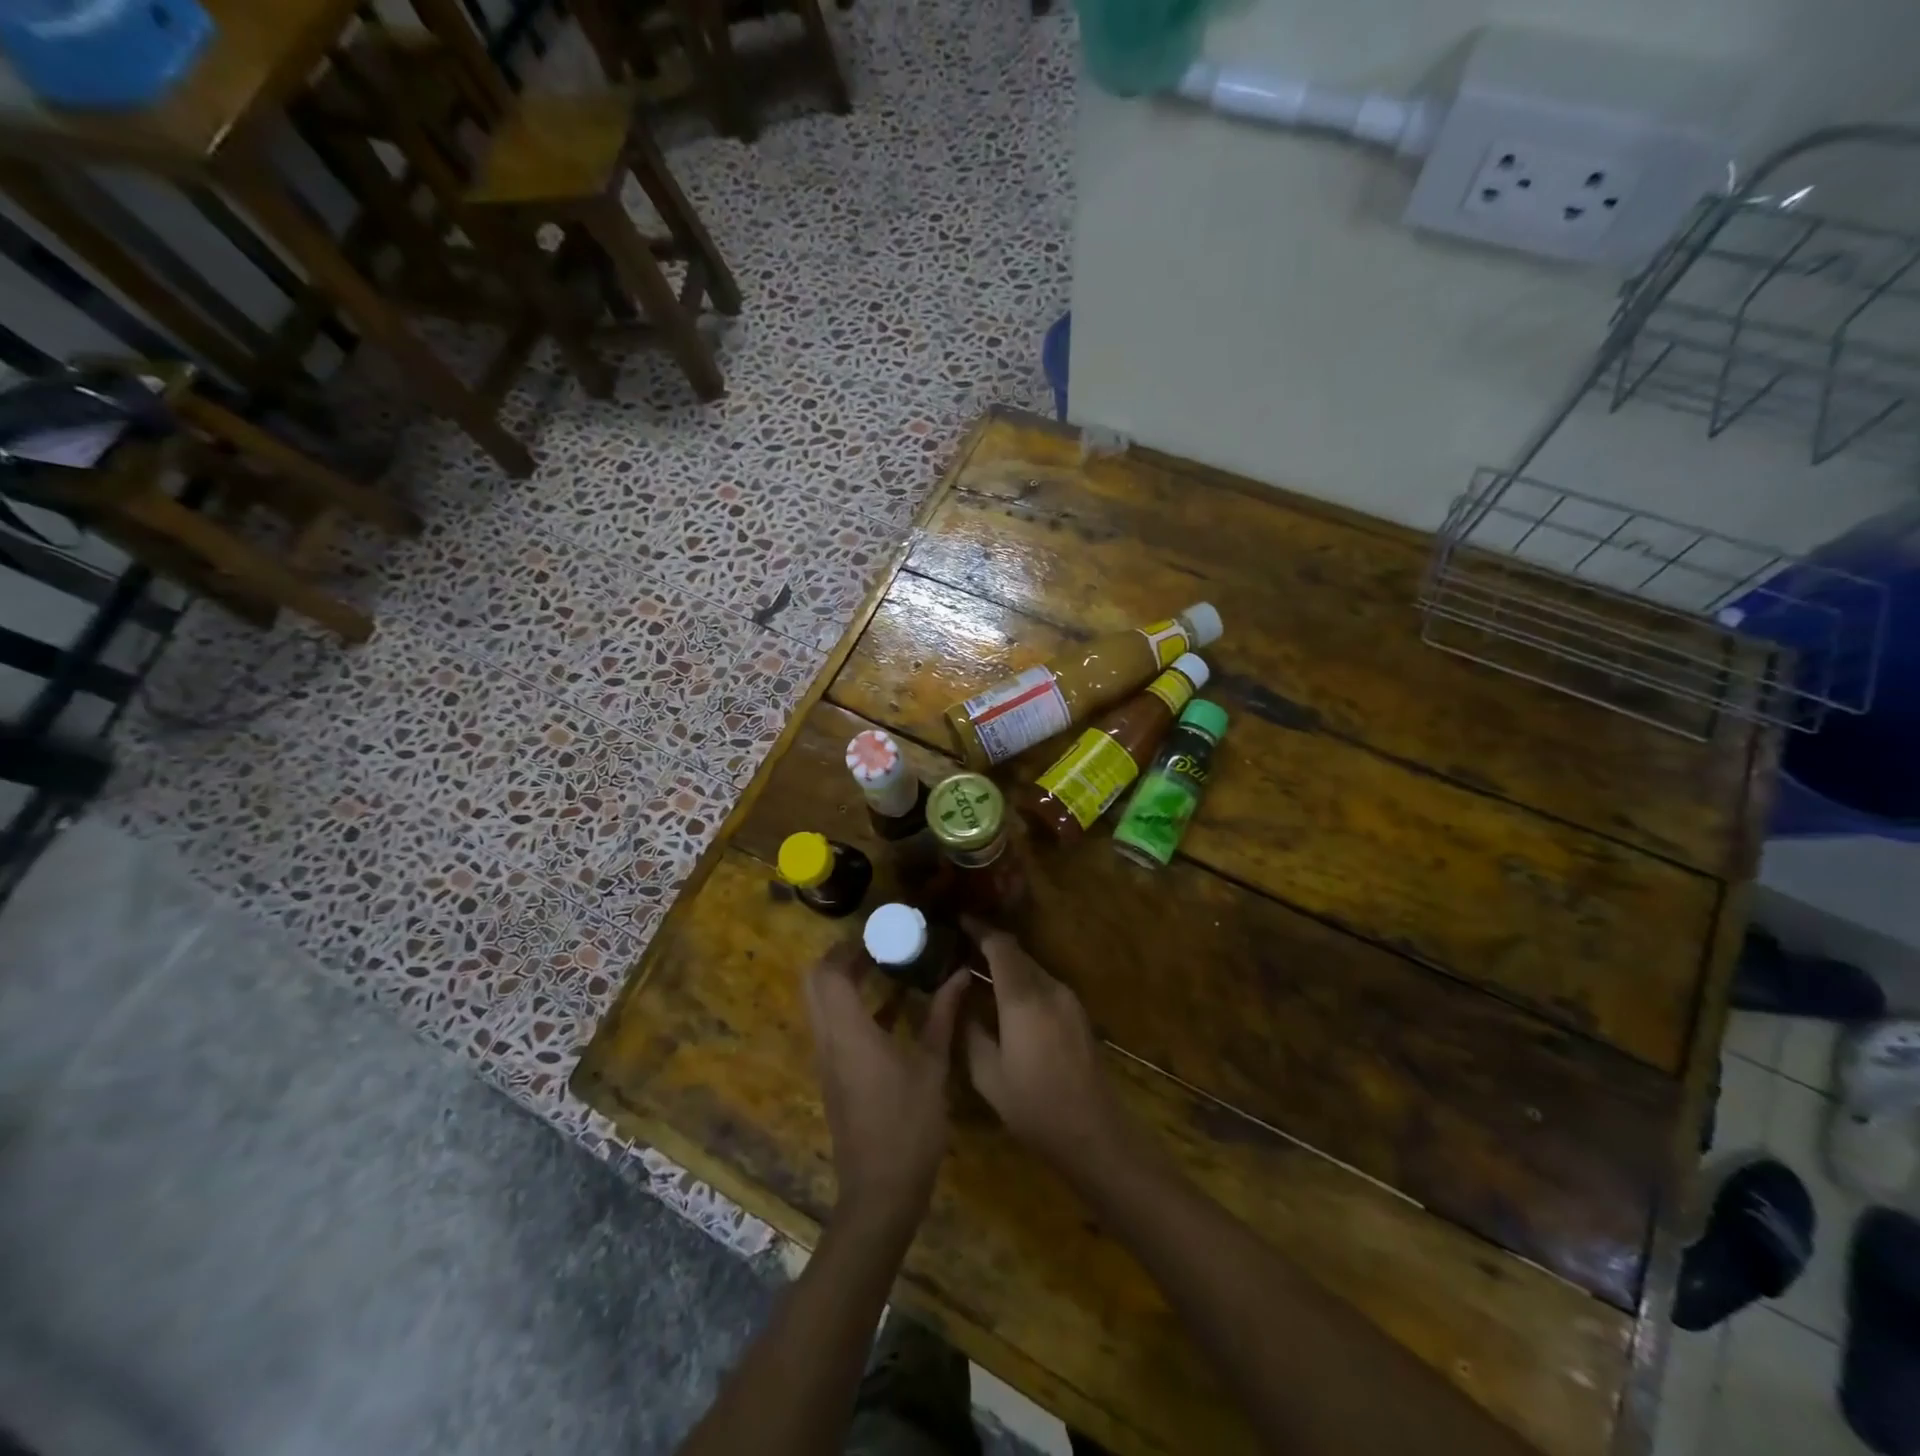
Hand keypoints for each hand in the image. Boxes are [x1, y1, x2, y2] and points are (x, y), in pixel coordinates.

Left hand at [804, 942, 968, 1239]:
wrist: (880, 1193)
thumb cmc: (909, 1126)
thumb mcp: (933, 1067)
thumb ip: (943, 1016)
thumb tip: (959, 974)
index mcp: (849, 1032)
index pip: (829, 972)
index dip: (848, 947)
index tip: (880, 933)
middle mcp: (828, 1040)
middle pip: (815, 982)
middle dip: (841, 958)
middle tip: (880, 947)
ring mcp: (827, 1060)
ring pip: (821, 1004)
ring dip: (844, 981)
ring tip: (887, 968)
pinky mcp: (833, 1076)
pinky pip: (832, 1026)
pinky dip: (852, 1008)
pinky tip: (892, 1010)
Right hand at [961, 918, 1131, 1184]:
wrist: (1094, 1132)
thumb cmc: (1034, 1106)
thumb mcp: (987, 1074)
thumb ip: (969, 1030)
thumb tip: (959, 999)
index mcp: (1023, 998)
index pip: (1000, 946)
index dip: (979, 930)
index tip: (958, 922)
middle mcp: (1049, 988)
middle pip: (1018, 954)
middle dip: (990, 946)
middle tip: (961, 949)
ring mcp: (1068, 1000)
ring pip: (1032, 968)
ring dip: (1007, 965)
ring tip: (979, 974)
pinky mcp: (1078, 1013)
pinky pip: (1044, 984)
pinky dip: (1023, 982)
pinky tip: (1007, 1001)